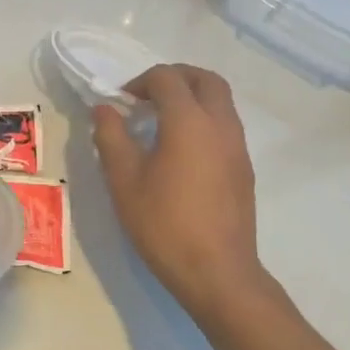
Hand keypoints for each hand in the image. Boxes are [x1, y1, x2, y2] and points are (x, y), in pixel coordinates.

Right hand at [93, 65, 270, 318]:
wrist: (217, 272)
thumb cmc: (164, 223)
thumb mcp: (123, 179)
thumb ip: (111, 136)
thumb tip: (104, 109)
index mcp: (189, 122)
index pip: (167, 79)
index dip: (140, 81)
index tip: (121, 102)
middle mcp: (220, 125)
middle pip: (205, 79)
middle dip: (175, 77)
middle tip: (146, 96)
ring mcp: (238, 147)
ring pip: (221, 101)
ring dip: (191, 97)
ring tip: (160, 122)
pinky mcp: (244, 168)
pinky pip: (225, 125)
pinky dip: (203, 120)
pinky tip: (179, 150)